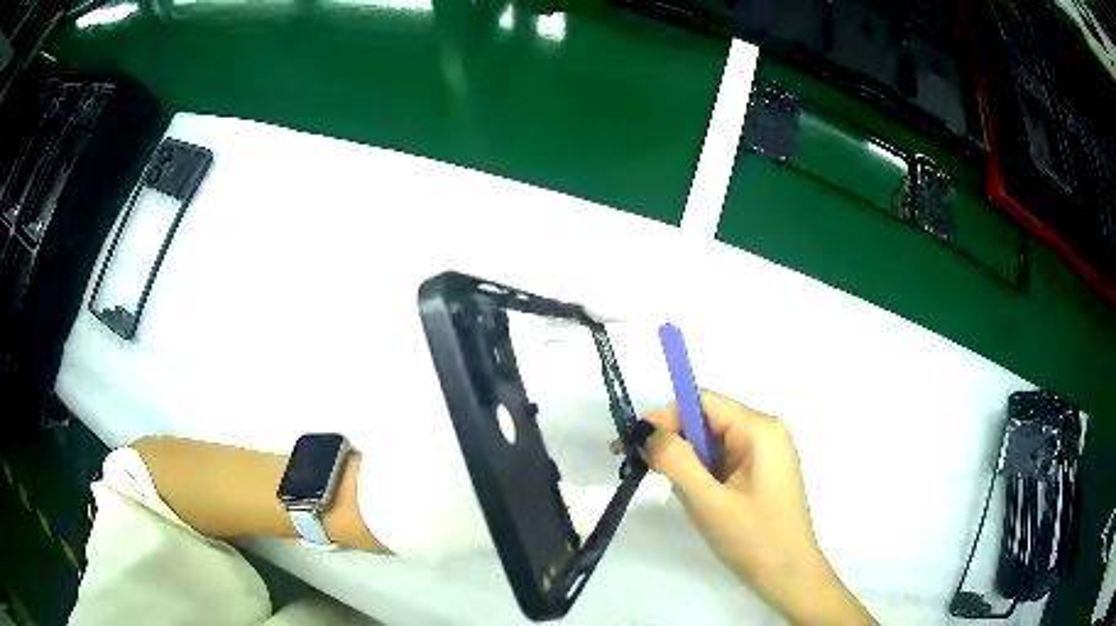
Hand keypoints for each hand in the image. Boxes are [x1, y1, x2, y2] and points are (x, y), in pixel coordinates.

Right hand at [641, 391, 874, 624]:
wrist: (789, 575)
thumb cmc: (753, 538)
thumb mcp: (708, 502)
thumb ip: (675, 461)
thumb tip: (645, 429)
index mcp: (760, 429)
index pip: (703, 403)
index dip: (665, 417)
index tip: (632, 442)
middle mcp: (766, 431)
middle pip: (708, 420)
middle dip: (673, 440)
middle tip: (638, 466)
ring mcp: (766, 452)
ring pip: (713, 441)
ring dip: (686, 458)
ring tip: (666, 485)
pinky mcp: (761, 471)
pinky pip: (724, 458)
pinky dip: (701, 471)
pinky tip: (693, 493)